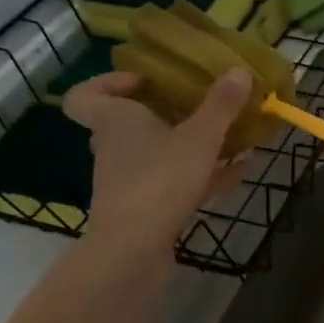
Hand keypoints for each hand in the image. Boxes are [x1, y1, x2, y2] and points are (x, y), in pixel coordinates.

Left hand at [61, 69, 250, 246]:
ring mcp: (129, 181)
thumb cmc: (159, 180)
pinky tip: (238, 172)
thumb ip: (220, 105)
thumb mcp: (199, 137)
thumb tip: (239, 70)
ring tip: (229, 138)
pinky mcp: (145, 209)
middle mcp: (115, 148)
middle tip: (197, 105)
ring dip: (189, 146)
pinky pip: (175, 182)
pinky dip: (202, 176)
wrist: (133, 252)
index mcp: (115, 121)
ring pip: (156, 154)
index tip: (146, 81)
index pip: (84, 96)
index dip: (108, 83)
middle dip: (164, 114)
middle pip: (128, 123)